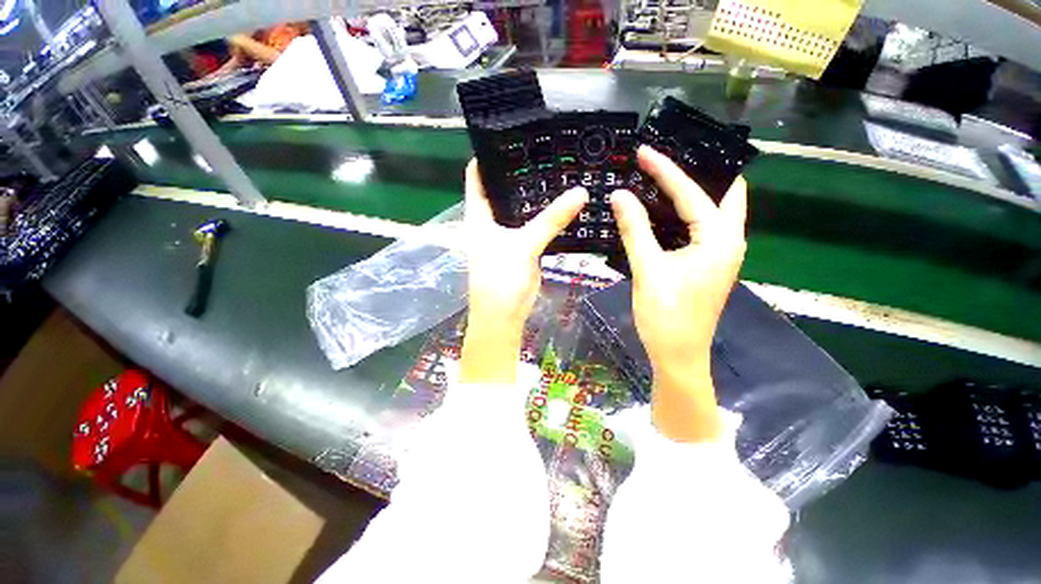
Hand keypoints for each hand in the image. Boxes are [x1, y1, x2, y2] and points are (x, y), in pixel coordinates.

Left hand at [460, 159, 587, 382]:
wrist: (502, 316)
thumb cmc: (500, 279)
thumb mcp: (524, 245)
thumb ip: (551, 220)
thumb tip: (580, 191)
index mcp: (478, 216)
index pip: (477, 175)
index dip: (490, 155)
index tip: (512, 136)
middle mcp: (490, 222)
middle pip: (502, 190)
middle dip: (519, 173)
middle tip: (545, 150)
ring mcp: (506, 235)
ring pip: (519, 208)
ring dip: (534, 195)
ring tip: (556, 171)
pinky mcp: (520, 248)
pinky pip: (532, 226)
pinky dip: (543, 216)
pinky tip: (560, 205)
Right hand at [611, 146, 748, 441]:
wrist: (677, 356)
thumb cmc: (666, 315)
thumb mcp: (648, 269)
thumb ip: (635, 229)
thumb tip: (620, 195)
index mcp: (720, 239)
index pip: (693, 193)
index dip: (666, 170)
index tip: (645, 151)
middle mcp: (728, 241)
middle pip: (720, 193)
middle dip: (696, 172)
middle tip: (664, 160)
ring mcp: (719, 254)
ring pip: (711, 211)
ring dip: (689, 193)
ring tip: (661, 178)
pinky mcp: (706, 265)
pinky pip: (698, 229)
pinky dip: (681, 215)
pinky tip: (660, 211)